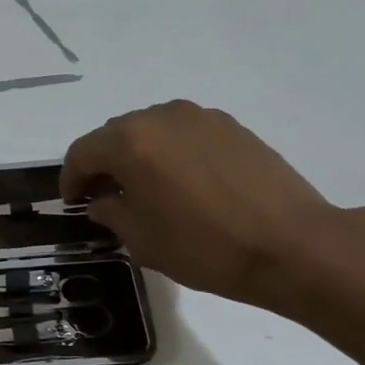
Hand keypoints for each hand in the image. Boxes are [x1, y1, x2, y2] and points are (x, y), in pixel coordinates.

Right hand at [60, 100, 339, 309]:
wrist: (294, 245)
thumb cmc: (206, 247)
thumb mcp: (143, 240)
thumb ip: (111, 212)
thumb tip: (104, 199)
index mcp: (131, 141)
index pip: (83, 152)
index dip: (71, 179)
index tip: (73, 203)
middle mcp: (161, 117)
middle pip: (115, 135)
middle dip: (104, 164)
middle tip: (106, 197)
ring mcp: (200, 117)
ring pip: (151, 131)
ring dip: (139, 156)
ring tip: (147, 190)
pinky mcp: (231, 127)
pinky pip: (184, 134)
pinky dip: (171, 153)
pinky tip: (184, 184)